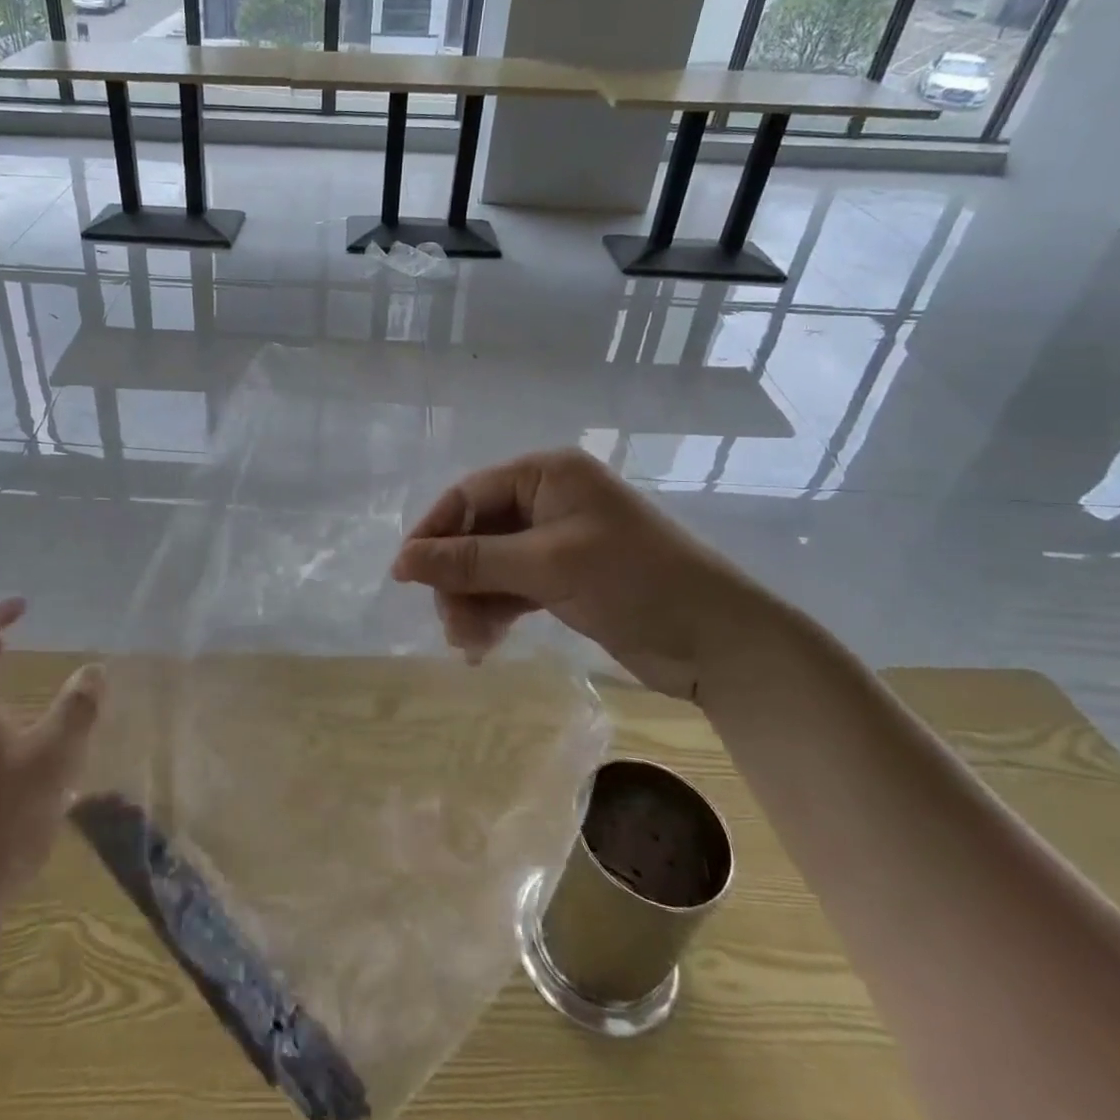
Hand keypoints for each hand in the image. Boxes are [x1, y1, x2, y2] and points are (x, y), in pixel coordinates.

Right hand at [391, 449, 785, 699]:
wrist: (719, 641)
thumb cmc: (634, 583)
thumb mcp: (546, 567)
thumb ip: (470, 561)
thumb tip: (400, 561)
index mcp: (547, 475)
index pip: (469, 495)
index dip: (434, 533)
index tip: (404, 575)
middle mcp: (548, 499)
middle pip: (476, 532)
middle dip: (457, 577)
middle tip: (448, 623)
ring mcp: (557, 540)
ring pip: (491, 564)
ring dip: (473, 600)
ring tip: (468, 644)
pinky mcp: (565, 578)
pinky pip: (512, 587)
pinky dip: (495, 611)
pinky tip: (484, 643)